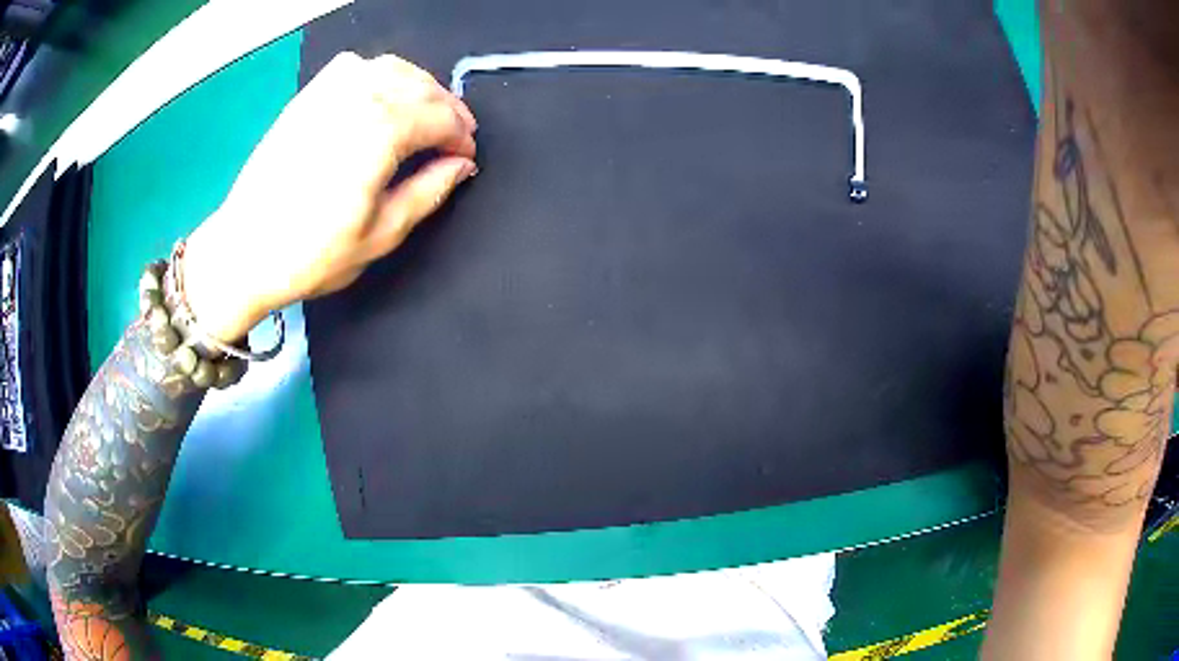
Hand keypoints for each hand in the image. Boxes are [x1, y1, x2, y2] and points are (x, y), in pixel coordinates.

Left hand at [182, 52, 477, 341]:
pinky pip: (355, 67)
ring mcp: (328, 93)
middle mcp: (357, 100)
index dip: (462, 136)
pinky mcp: (307, 97)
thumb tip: (461, 165)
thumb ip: (428, 192)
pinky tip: (382, 95)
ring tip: (425, 114)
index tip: (467, 156)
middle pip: (421, 88)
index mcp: (379, 133)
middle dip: (448, 109)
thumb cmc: (310, 254)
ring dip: (420, 87)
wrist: (243, 251)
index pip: (440, 117)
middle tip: (456, 135)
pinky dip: (380, 74)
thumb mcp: (380, 235)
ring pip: (392, 69)